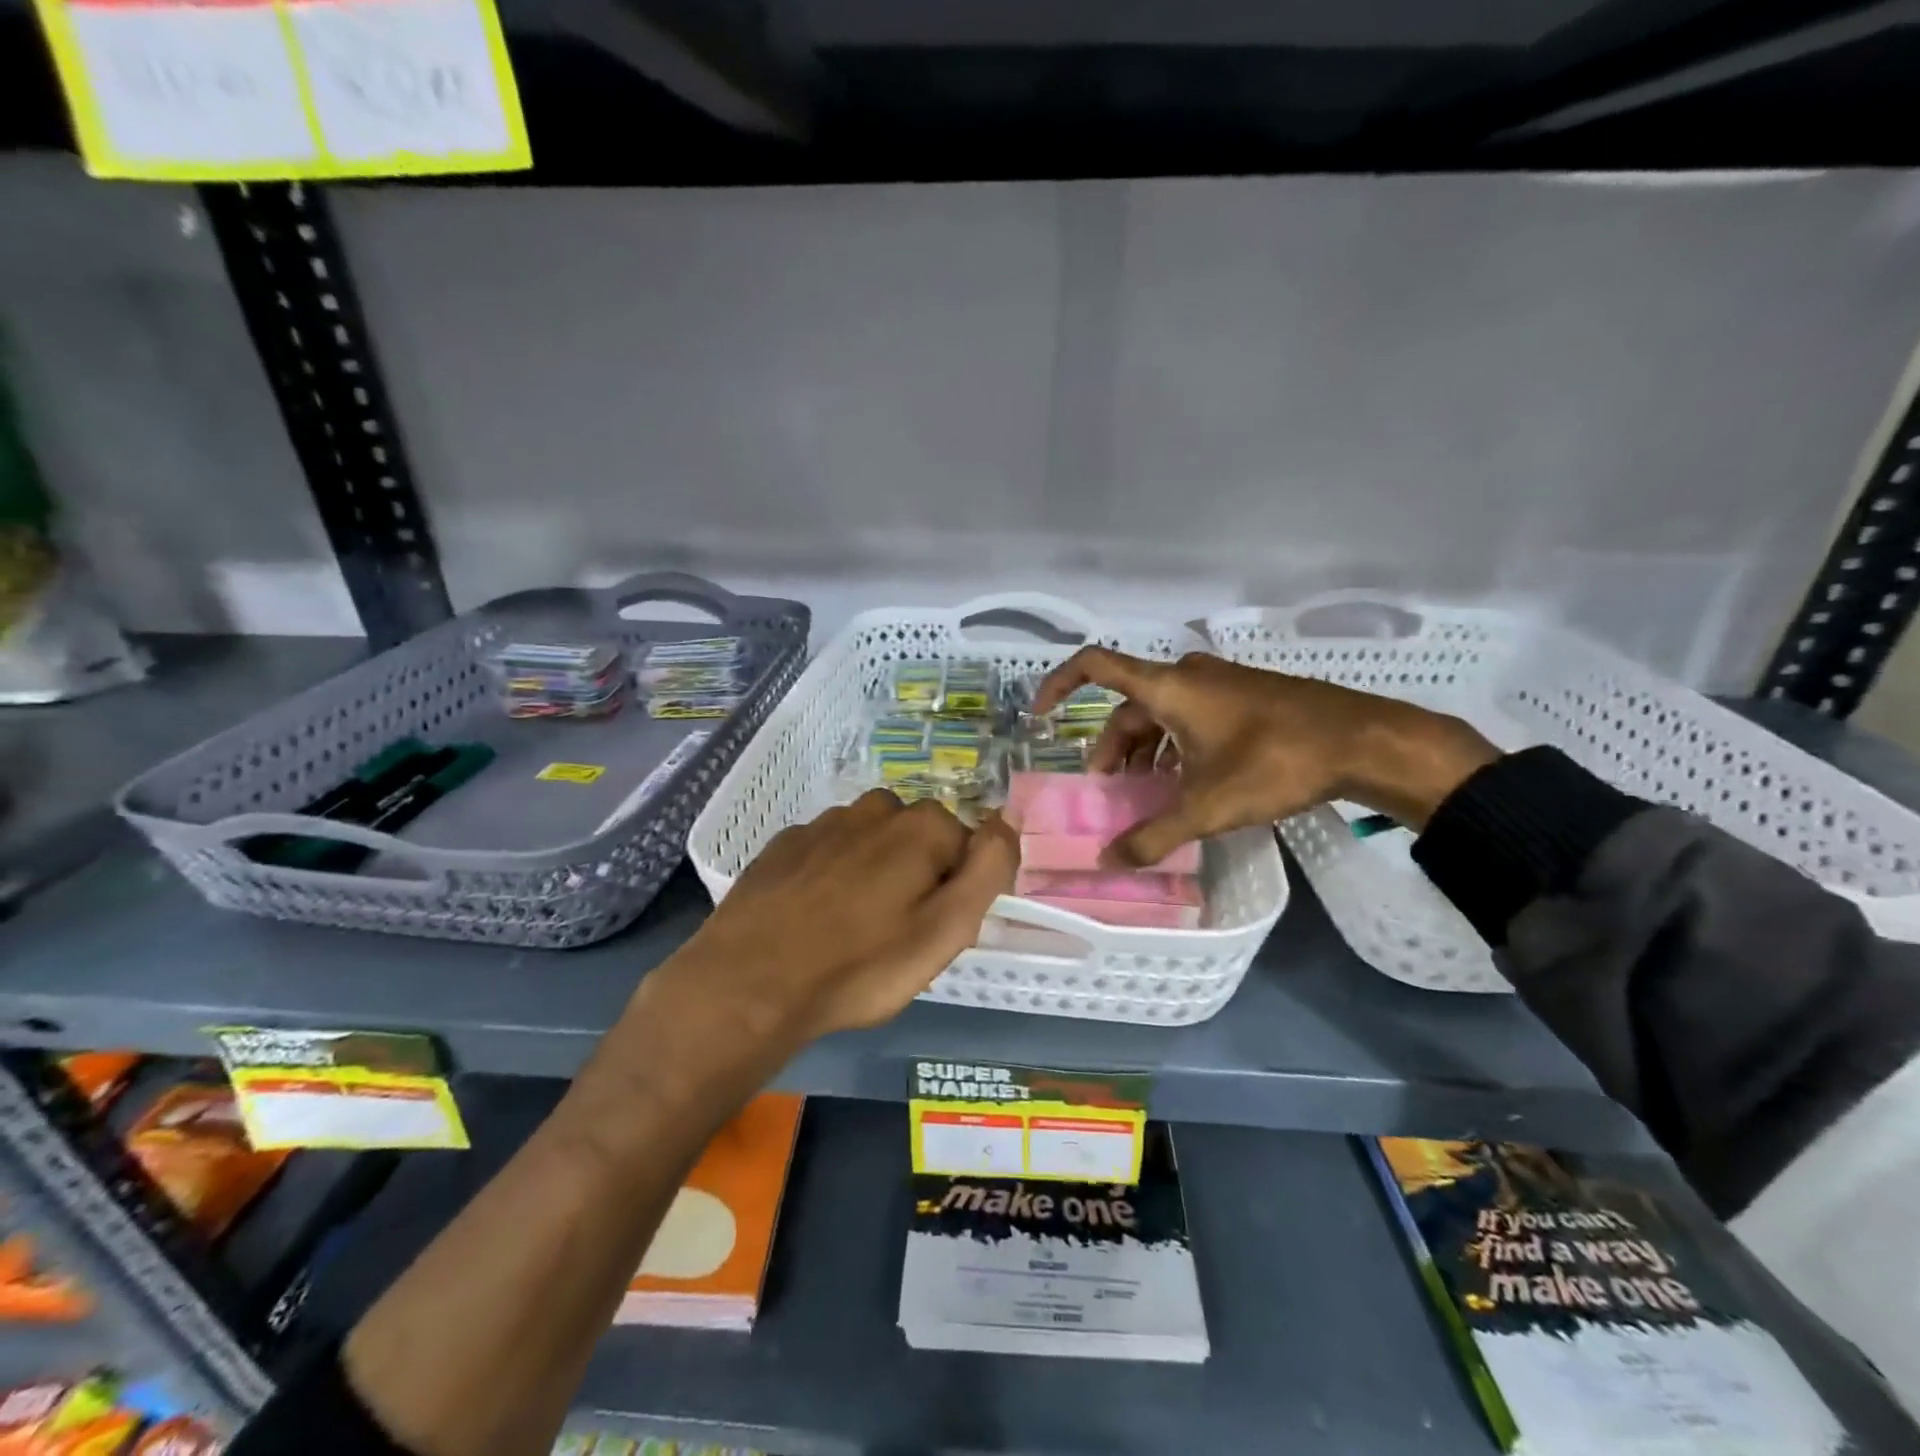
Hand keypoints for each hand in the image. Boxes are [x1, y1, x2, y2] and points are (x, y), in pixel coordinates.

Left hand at [664, 792, 1018, 1049]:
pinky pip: (826, 851)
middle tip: (895, 931)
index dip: (956, 887)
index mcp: (921, 827)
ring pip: (870, 840)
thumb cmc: (861, 965)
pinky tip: (813, 915)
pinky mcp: (784, 844)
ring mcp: (823, 823)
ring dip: (872, 870)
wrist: (750, 982)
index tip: (934, 928)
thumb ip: (988, 869)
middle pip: (916, 837)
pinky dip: (830, 873)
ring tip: (852, 925)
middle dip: (916, 873)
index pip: (965, 845)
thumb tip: (1006, 819)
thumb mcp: (947, 929)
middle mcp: (874, 810)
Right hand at [1033, 649, 1497, 867]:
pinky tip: (1186, 780)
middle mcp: (1187, 675)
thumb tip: (1108, 862)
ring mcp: (1218, 682)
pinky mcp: (1243, 695)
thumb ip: (1153, 835)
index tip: (1040, 716)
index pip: (1094, 666)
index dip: (1058, 684)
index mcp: (1168, 687)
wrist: (1363, 739)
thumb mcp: (1208, 807)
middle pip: (1128, 706)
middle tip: (1109, 791)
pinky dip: (1174, 744)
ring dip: (1145, 750)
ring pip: (1161, 713)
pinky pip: (1190, 714)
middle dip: (1112, 748)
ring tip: (1147, 792)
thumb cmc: (1276, 762)